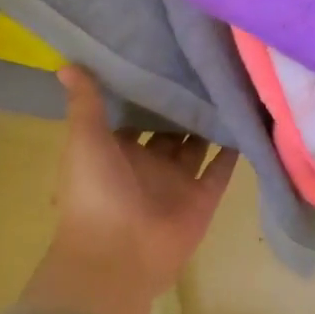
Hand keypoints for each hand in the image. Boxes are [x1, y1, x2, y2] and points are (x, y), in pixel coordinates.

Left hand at [24, 66, 236, 313]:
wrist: (116, 257)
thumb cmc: (94, 193)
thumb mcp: (85, 139)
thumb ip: (86, 102)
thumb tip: (68, 63)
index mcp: (116, 152)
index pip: (134, 116)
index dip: (146, 92)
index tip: (164, 57)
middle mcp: (147, 165)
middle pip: (168, 129)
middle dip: (181, 104)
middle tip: (202, 64)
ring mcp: (176, 183)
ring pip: (196, 145)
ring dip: (208, 122)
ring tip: (228, 84)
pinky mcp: (202, 199)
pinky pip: (221, 169)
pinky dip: (233, 148)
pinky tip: (246, 117)